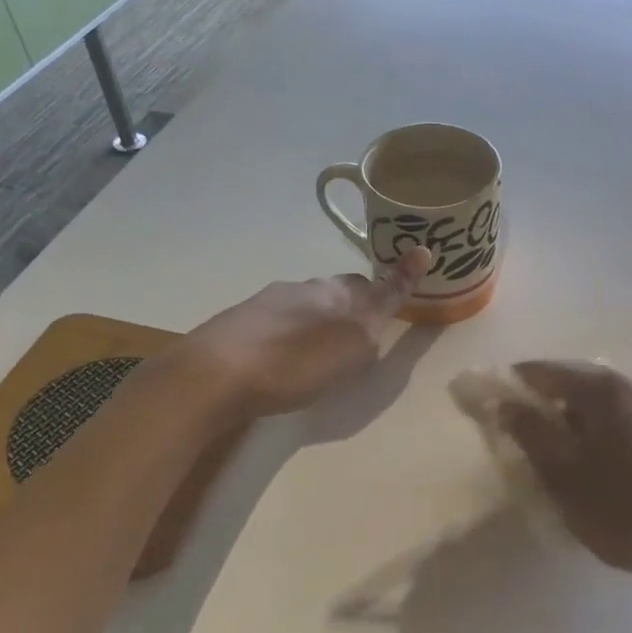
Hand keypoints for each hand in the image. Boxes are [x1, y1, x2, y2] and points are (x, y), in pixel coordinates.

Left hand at [183, 248, 432, 416]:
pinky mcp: (240, 325)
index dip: (394, 282)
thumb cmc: (296, 363)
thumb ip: (385, 301)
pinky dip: (291, 332)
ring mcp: (267, 304)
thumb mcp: (353, 341)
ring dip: (319, 319)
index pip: (374, 283)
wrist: (214, 375)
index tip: (410, 271)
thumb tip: (416, 256)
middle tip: (363, 330)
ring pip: (306, 304)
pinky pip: (279, 321)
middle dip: (354, 305)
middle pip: (339, 291)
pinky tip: (284, 355)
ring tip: (322, 349)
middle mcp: (303, 288)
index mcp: (335, 292)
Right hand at [499, 362, 631, 593]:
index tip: (492, 406)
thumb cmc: (620, 508)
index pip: (543, 370)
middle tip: (522, 435)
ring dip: (574, 417)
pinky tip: (597, 462)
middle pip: (575, 381)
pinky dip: (601, 429)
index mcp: (603, 388)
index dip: (512, 385)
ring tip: (558, 452)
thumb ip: (529, 431)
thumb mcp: (561, 473)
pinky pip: (624, 417)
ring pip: (601, 401)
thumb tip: (505, 403)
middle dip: (544, 402)